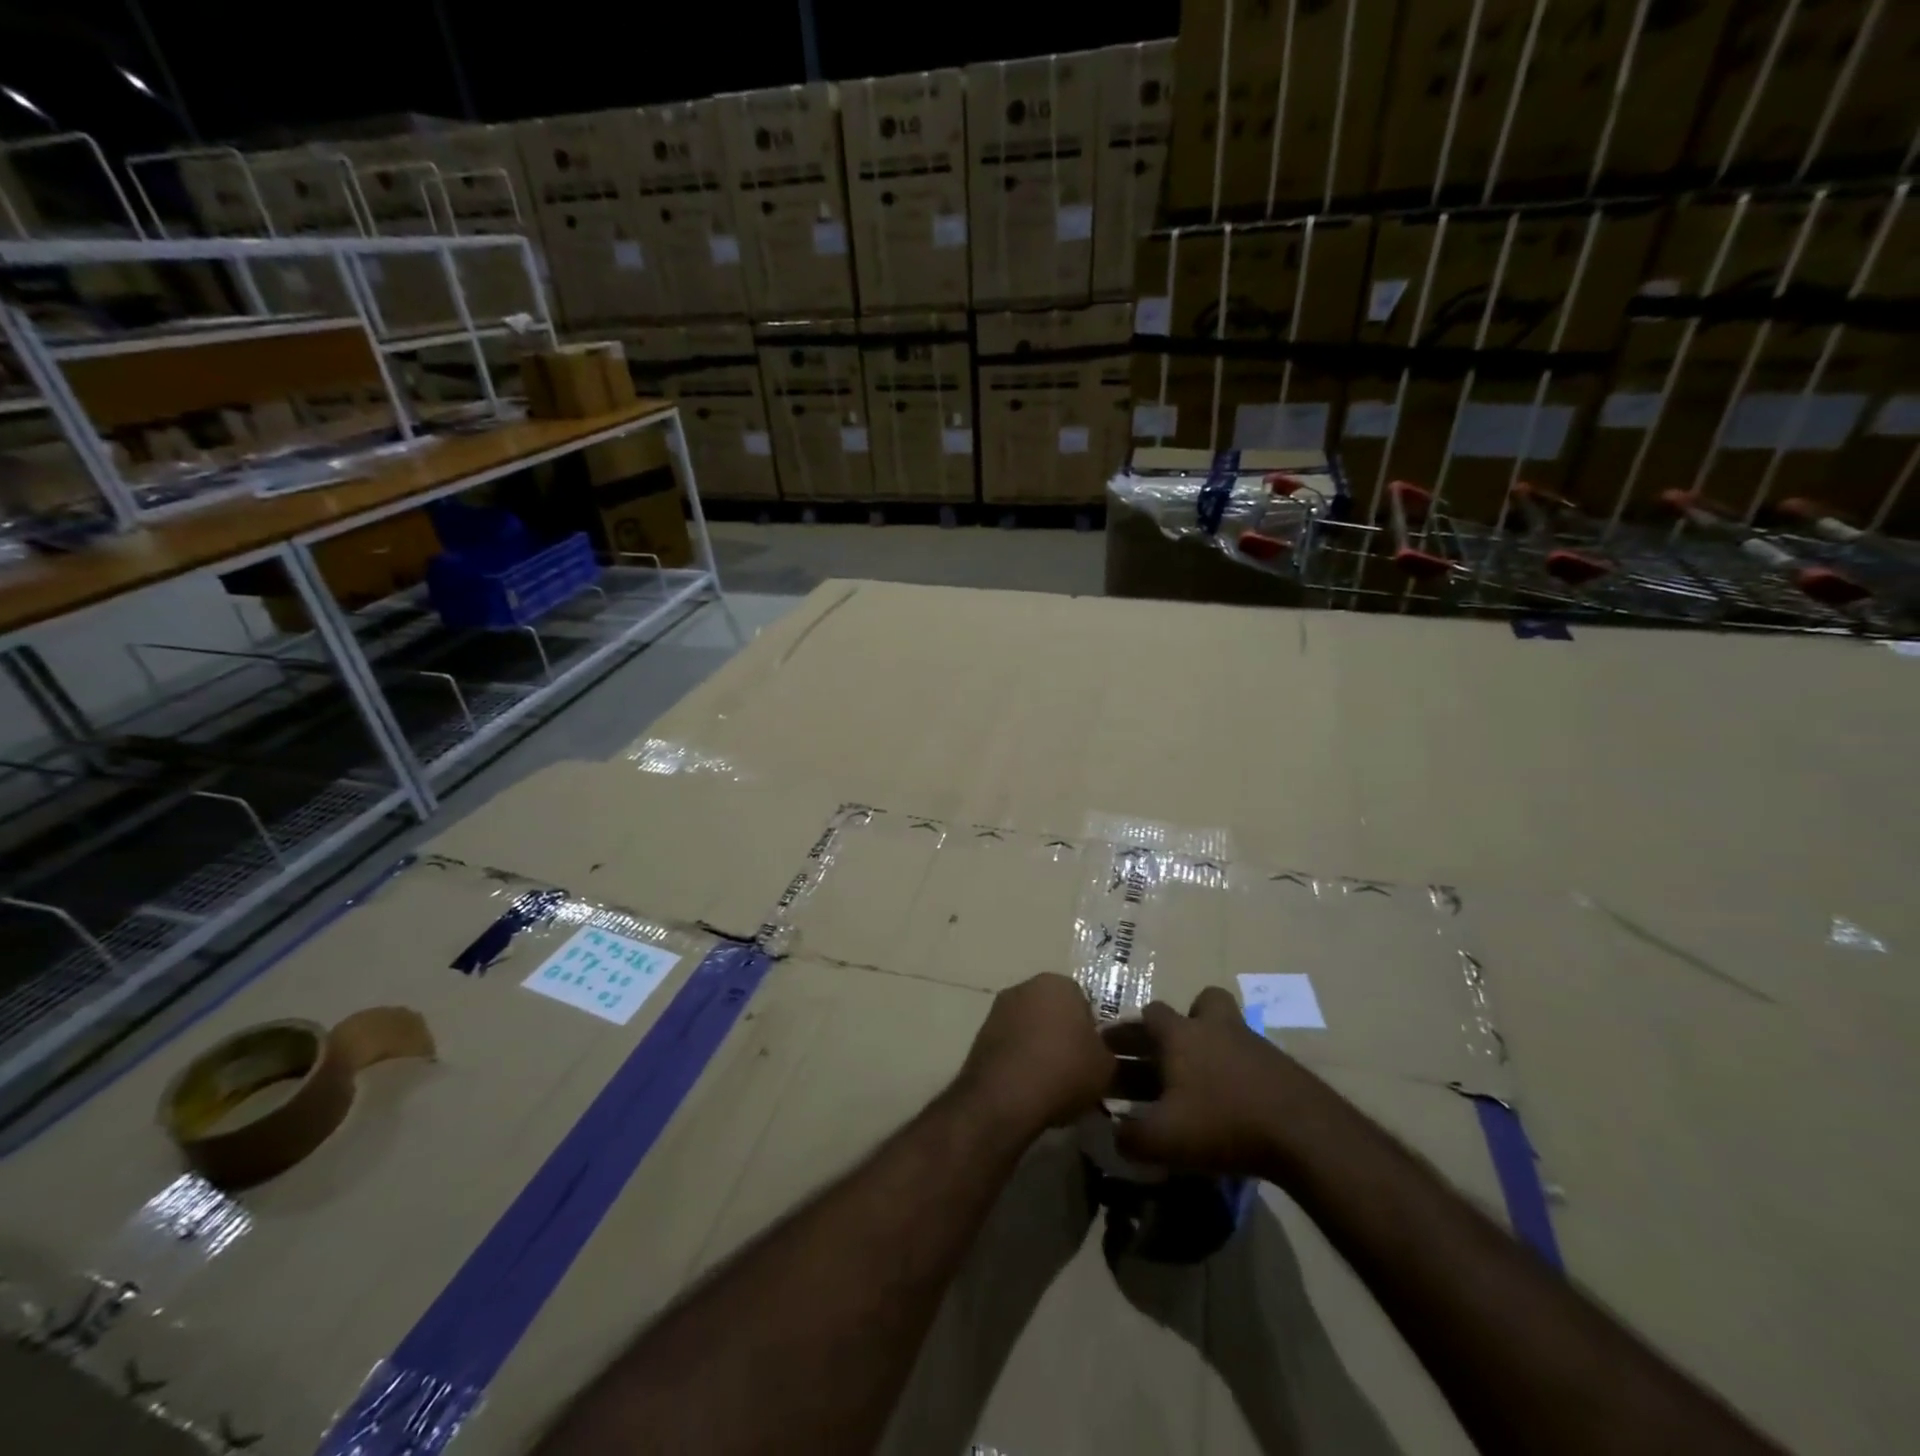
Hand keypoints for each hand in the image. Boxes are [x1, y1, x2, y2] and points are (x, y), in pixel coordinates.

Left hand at [957, 974, 1114, 1135]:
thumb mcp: (1105, 1066)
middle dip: (1061, 1035)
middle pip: (1052, 1012)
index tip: (1091, 1057)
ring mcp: (998, 1009)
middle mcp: (1025, 987)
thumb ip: (1104, 1051)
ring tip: (1049, 1083)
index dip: (1090, 1032)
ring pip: (1029, 1028)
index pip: (1082, 1002)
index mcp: (1058, 983)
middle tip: (1072, 1069)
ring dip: (1038, 1048)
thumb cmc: (1064, 1071)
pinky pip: (1010, 1045)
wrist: (1006, 1096)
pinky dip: (1018, 1061)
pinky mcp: (980, 1034)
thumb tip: (1096, 1053)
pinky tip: (1026, 1087)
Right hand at [1115, 987, 1316, 1176]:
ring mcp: (1251, 1042)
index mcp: (1180, 1034)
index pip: (1149, 1014)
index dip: (1129, 1030)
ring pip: (1227, 1027)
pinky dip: (1235, 1072)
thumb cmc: (1222, 1123)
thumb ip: (1130, 1137)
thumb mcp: (1164, 1139)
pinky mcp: (1279, 1065)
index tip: (1114, 1049)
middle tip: (1164, 1055)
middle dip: (1179, 1025)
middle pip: (1197, 1004)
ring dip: (1210, 1045)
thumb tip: (1115, 1134)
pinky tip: (1231, 1103)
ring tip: (1199, 1081)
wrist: (1303, 1133)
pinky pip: (1248, 1057)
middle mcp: (1214, 1026)